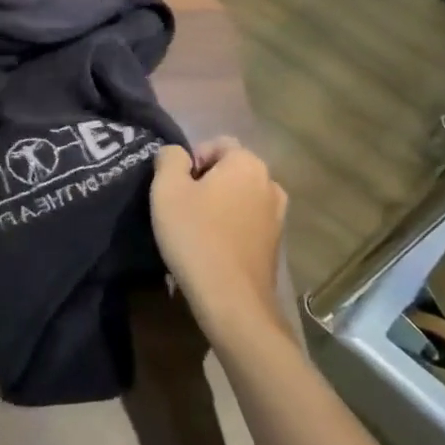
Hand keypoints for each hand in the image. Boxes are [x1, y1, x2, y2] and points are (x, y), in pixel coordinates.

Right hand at [150, 138, 289, 340]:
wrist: (232, 300)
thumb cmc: (196, 236)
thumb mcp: (167, 189)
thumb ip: (170, 158)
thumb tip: (177, 154)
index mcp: (247, 163)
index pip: (217, 143)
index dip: (192, 160)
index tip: (177, 187)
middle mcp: (270, 183)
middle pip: (230, 169)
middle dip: (206, 181)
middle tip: (182, 206)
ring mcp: (278, 215)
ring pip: (240, 196)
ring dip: (219, 204)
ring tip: (197, 228)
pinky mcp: (276, 243)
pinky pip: (248, 221)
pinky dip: (231, 226)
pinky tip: (213, 247)